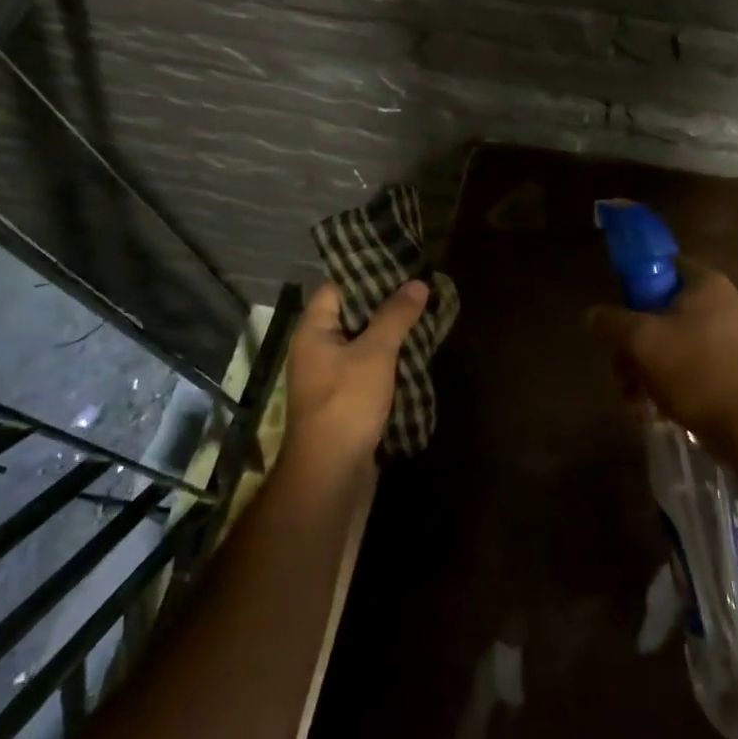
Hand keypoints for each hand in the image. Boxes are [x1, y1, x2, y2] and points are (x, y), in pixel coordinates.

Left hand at [284, 279, 429, 472]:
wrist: (332, 472)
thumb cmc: (347, 402)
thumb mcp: (375, 352)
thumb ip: (395, 315)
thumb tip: (417, 283)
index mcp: (313, 331)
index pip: (335, 289)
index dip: (365, 275)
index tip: (399, 266)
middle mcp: (316, 350)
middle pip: (350, 315)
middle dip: (384, 304)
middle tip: (420, 289)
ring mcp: (330, 377)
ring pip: (362, 343)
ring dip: (389, 333)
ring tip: (424, 316)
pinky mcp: (345, 400)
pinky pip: (367, 368)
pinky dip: (388, 360)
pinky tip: (415, 354)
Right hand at [587, 259, 737, 464]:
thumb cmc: (697, 371)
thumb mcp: (641, 341)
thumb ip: (610, 321)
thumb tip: (595, 315)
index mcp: (705, 283)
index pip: (660, 266)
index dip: (632, 287)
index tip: (616, 318)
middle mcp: (722, 304)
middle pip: (659, 312)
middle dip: (632, 345)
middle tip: (621, 373)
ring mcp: (731, 339)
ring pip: (670, 345)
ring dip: (644, 371)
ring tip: (634, 402)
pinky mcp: (734, 370)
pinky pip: (689, 368)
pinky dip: (668, 385)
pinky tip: (654, 411)